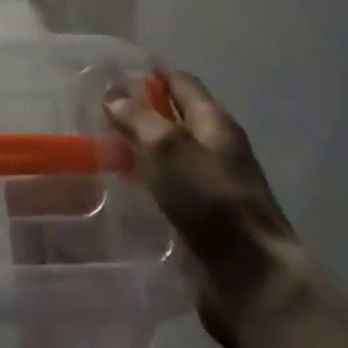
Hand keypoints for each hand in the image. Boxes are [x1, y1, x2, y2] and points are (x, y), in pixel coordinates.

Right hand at [105, 69, 308, 347]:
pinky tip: (117, 189)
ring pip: (168, 156)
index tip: (115, 68)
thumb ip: (140, 118)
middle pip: (175, 118)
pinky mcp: (202, 221)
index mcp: (215, 122)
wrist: (251, 279)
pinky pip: (167, 190)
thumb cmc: (211, 201)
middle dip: (140, 111)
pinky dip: (144, 183)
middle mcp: (215, 149)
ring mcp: (210, 186)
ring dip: (139, 149)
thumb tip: (114, 96)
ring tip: (98, 147)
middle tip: (96, 109)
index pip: (181, 82)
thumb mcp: (169, 148)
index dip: (152, 72)